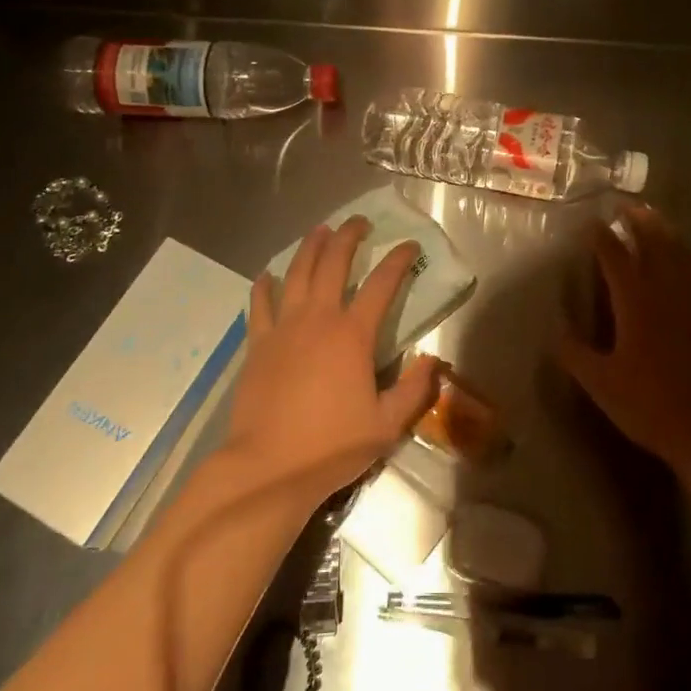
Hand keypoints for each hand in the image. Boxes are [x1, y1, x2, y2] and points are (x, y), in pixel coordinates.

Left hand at [227, 217, 440, 494]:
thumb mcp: (387, 425)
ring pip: (296, 273)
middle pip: (333, 263)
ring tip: (319, 230)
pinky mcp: (258, 344)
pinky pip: (260, 304)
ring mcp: (283, 328)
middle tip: (358, 222)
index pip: (382, 284)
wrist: (268, 467)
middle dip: (348, 237)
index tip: (409, 246)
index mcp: (352, 335)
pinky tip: (268, 275)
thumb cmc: (332, 446)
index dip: (398, 260)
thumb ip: (414, 389)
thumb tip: (432, 360)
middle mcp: (318, 319)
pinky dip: (265, 286)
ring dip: (310, 248)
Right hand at [556, 204, 690, 475]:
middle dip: (638, 222)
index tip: (590, 221)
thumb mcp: (602, 385)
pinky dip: (687, 253)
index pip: (616, 259)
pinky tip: (684, 256)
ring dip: (665, 230)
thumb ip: (576, 355)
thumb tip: (555, 333)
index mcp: (637, 304)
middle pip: (654, 244)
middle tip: (624, 205)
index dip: (602, 238)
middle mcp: (667, 293)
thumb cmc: (652, 407)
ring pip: (680, 253)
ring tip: (652, 217)